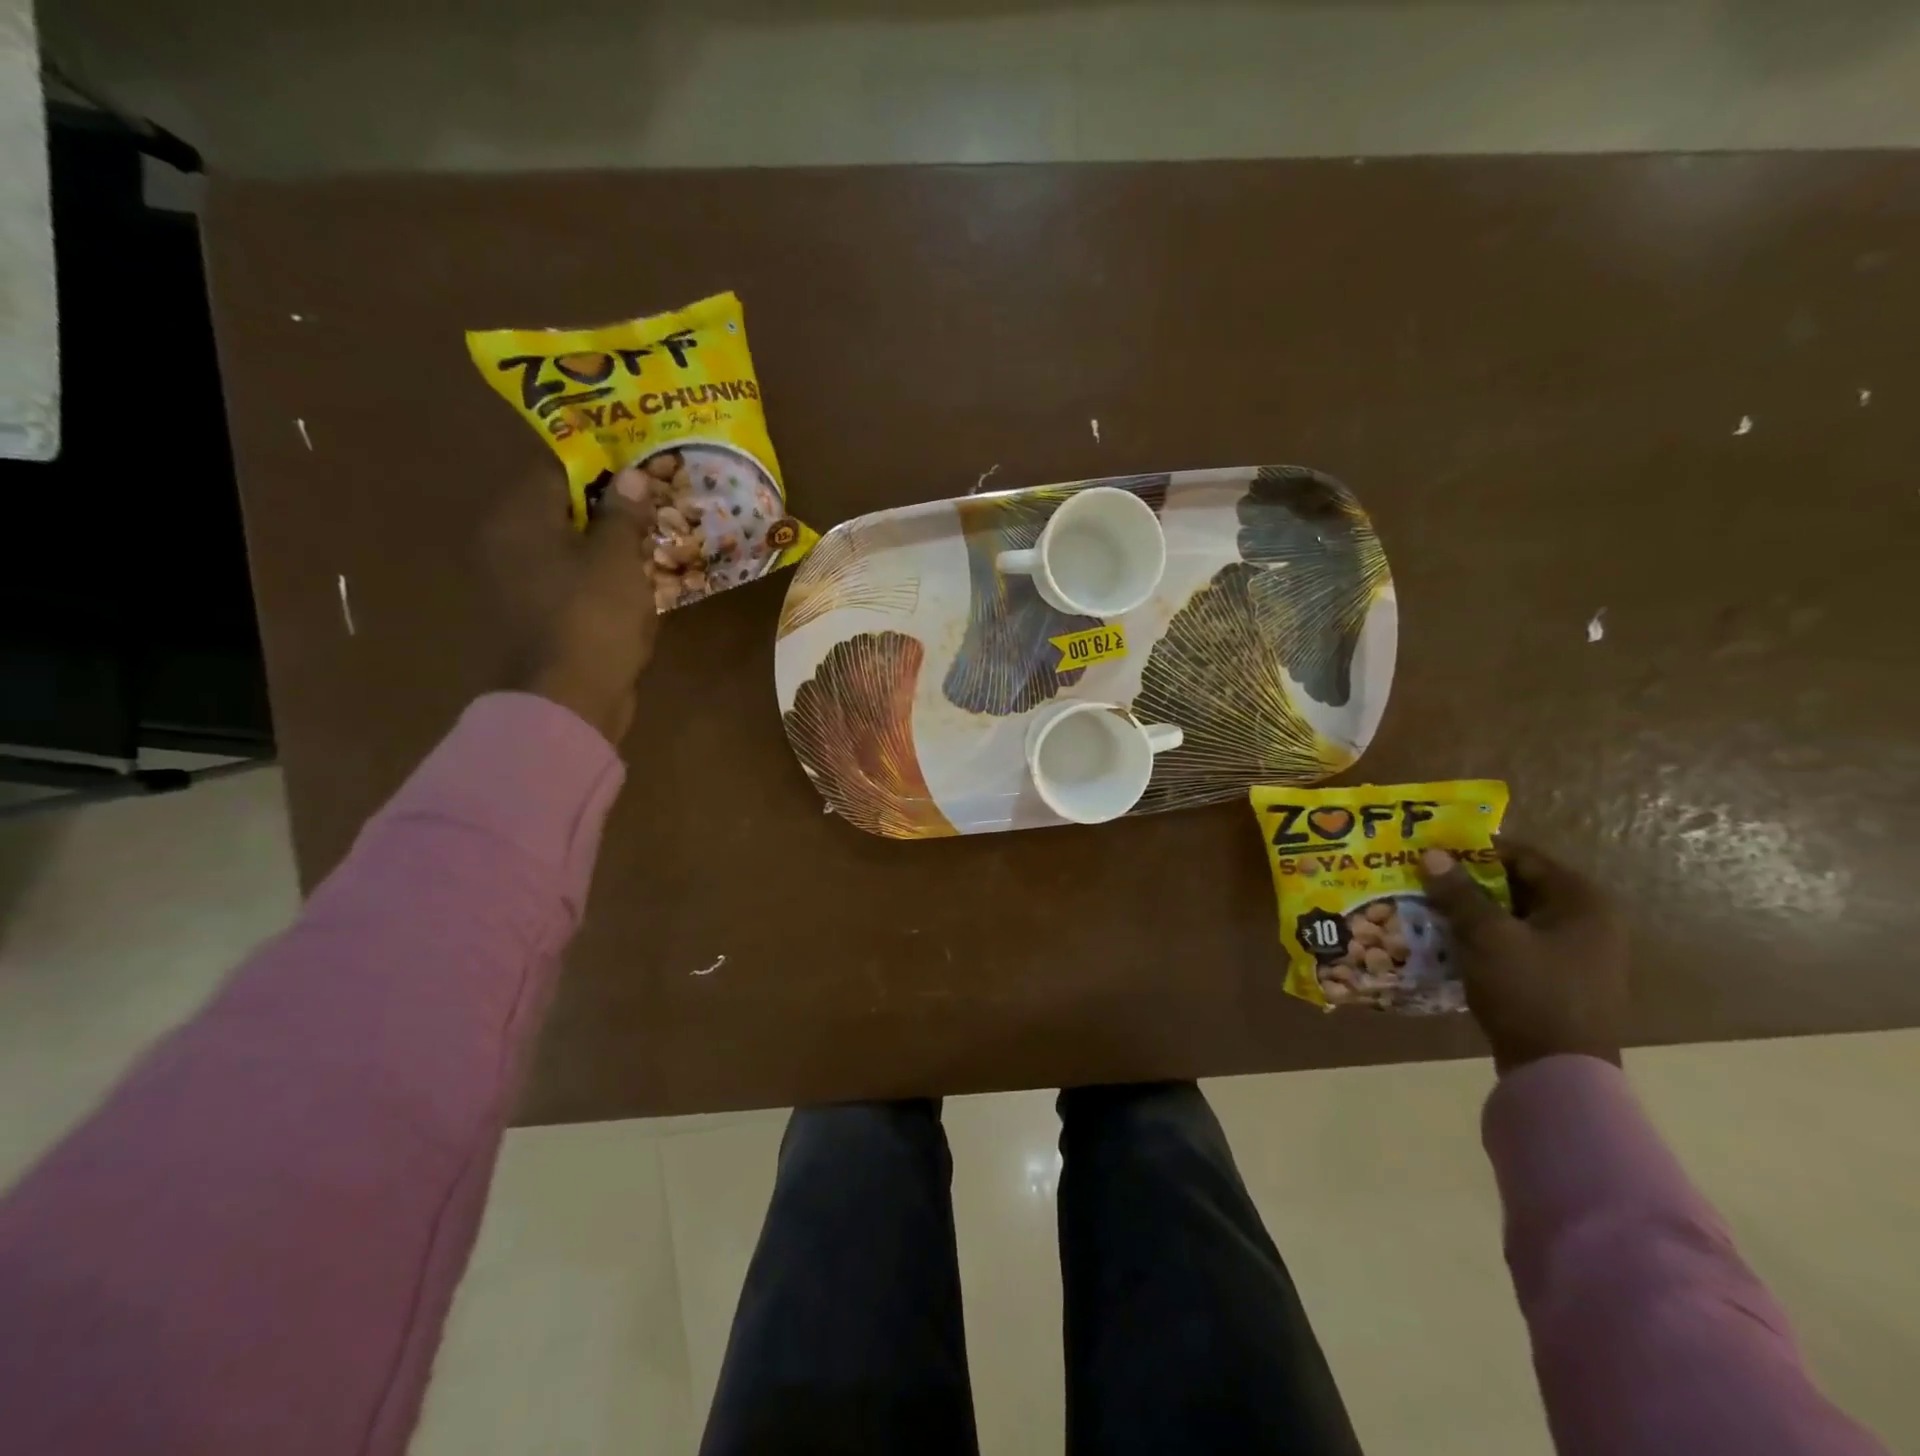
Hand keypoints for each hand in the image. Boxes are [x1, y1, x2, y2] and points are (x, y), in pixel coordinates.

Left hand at [510, 468, 659, 745]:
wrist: (569, 699)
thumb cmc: (593, 617)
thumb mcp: (618, 558)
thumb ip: (624, 514)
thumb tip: (633, 475)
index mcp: (518, 519)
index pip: (557, 472)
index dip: (602, 467)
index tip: (642, 468)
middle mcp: (507, 544)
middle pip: (562, 510)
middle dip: (609, 508)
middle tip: (654, 505)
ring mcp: (518, 584)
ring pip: (569, 548)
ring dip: (608, 545)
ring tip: (652, 541)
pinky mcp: (537, 616)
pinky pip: (572, 582)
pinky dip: (600, 577)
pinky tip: (636, 582)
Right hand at [1418, 841, 1626, 1075]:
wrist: (1559, 1071)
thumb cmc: (1529, 991)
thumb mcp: (1487, 936)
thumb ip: (1459, 893)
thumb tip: (1431, 854)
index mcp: (1582, 901)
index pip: (1522, 856)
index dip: (1474, 850)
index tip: (1432, 849)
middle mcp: (1587, 921)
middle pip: (1516, 885)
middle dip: (1468, 882)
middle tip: (1423, 877)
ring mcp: (1576, 953)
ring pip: (1512, 916)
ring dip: (1472, 911)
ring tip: (1426, 906)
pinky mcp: (1559, 978)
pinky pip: (1515, 942)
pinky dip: (1484, 937)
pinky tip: (1448, 940)